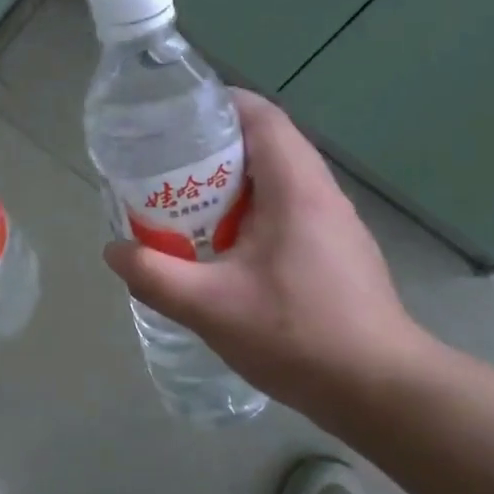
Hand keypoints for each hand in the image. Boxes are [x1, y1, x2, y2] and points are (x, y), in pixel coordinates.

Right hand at [102, 90, 433, 420]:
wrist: (378, 389)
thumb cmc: (297, 335)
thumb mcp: (211, 307)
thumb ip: (155, 276)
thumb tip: (115, 251)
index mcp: (296, 187)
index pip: (261, 116)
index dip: (218, 105)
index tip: (175, 119)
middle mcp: (321, 193)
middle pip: (267, 144)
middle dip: (214, 149)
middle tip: (167, 169)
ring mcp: (335, 223)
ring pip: (278, 181)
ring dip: (233, 186)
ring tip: (188, 206)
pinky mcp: (338, 251)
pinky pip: (289, 211)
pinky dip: (252, 214)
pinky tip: (226, 250)